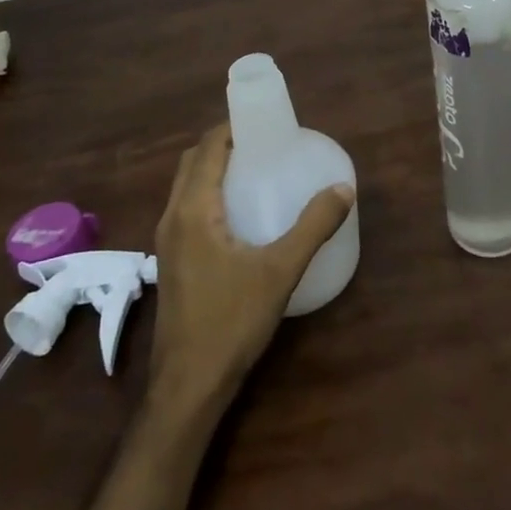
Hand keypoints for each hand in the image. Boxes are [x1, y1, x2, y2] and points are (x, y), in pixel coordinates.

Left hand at [149, 124, 353, 413]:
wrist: (187, 388)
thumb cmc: (230, 322)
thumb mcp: (279, 271)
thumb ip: (312, 226)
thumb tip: (343, 189)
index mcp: (192, 209)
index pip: (207, 147)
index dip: (233, 126)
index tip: (265, 121)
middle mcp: (172, 217)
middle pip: (193, 162)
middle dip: (224, 144)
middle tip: (263, 144)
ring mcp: (167, 242)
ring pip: (186, 186)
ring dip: (213, 169)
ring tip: (254, 170)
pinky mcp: (171, 263)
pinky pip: (186, 208)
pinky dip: (208, 194)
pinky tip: (239, 214)